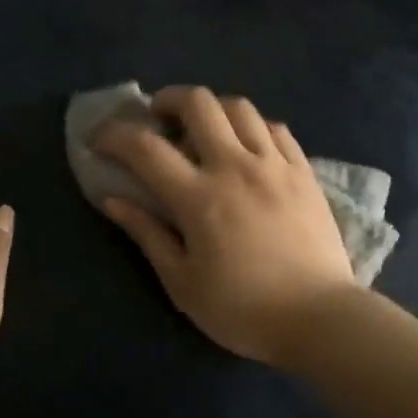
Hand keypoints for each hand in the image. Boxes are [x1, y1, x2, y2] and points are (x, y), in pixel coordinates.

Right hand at [93, 86, 359, 364]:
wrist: (319, 318)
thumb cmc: (243, 309)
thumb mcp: (182, 282)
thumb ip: (147, 233)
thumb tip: (112, 199)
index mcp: (199, 198)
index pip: (145, 147)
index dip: (114, 135)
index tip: (98, 139)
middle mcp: (236, 167)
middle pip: (198, 103)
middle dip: (167, 100)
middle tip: (157, 119)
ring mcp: (275, 164)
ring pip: (239, 107)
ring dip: (211, 108)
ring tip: (202, 129)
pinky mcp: (304, 171)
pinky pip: (275, 127)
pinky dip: (251, 126)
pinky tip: (246, 146)